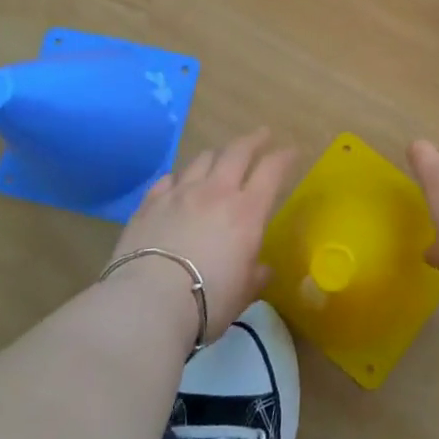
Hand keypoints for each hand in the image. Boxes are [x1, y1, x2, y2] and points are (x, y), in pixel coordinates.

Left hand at [112, 128, 294, 336]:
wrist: (147, 303)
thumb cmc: (207, 300)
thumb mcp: (243, 293)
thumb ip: (255, 275)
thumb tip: (262, 269)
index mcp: (247, 211)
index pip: (271, 170)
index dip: (284, 157)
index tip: (291, 152)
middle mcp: (216, 192)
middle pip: (238, 151)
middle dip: (253, 140)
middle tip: (262, 135)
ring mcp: (180, 193)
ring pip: (203, 159)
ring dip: (217, 155)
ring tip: (220, 158)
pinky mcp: (150, 203)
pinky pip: (169, 178)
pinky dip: (180, 177)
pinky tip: (179, 182)